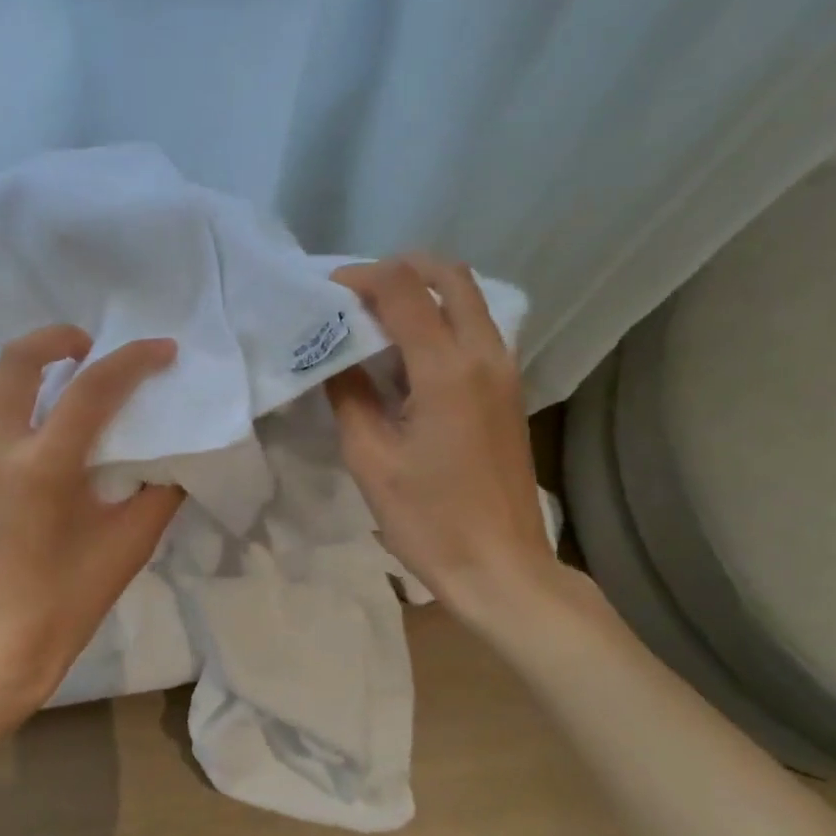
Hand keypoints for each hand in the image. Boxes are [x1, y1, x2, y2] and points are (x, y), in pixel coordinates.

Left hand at [0, 325, 183, 718]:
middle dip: (58, 338)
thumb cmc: (68, 600)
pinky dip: (12, 398)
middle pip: (16, 360)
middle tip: (94, 347)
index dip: (133, 360)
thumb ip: (159, 490)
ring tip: (67, 380)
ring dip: (29, 367)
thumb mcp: (130, 543)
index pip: (91, 389)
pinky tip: (41, 423)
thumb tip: (173, 456)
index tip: (164, 349)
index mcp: (42, 466)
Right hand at [328, 254, 564, 620]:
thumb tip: (334, 359)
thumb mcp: (371, 459)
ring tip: (376, 320)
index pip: (404, 290)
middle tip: (356, 294)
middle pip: (450, 276)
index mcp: (447, 369)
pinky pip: (475, 330)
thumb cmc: (428, 519)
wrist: (499, 566)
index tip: (326, 291)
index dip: (362, 278)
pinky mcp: (508, 391)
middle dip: (400, 270)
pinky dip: (441, 321)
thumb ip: (349, 395)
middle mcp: (485, 355)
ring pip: (469, 300)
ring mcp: (504, 371)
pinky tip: (406, 356)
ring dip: (423, 293)